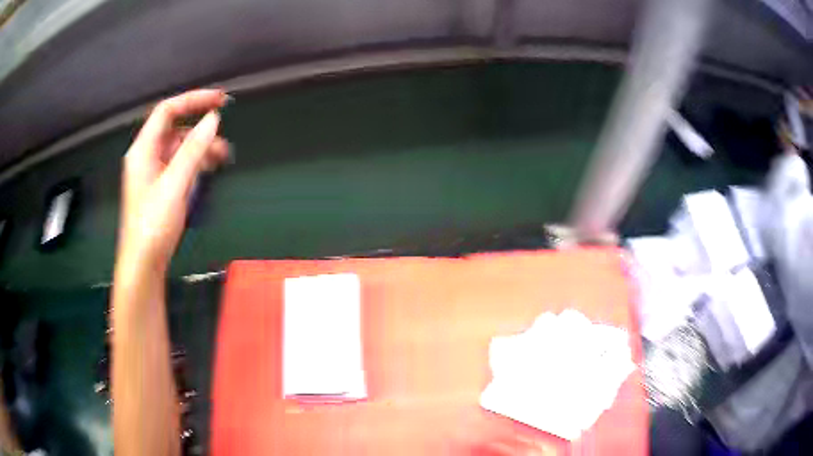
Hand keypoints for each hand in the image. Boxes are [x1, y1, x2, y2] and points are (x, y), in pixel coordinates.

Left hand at [117, 89, 230, 275]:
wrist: (143, 264)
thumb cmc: (153, 224)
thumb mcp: (174, 184)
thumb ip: (193, 149)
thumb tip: (213, 119)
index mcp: (143, 149)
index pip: (168, 111)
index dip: (193, 100)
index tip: (220, 100)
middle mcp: (147, 155)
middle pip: (175, 128)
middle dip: (200, 128)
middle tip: (224, 134)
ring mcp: (154, 172)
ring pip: (179, 148)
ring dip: (201, 147)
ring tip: (223, 156)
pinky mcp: (161, 187)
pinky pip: (180, 165)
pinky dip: (196, 163)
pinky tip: (209, 169)